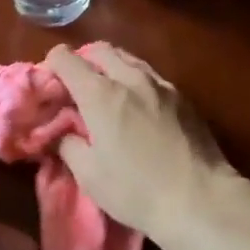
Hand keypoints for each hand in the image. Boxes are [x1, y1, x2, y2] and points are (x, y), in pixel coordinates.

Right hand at [44, 43, 237, 244]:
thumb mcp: (89, 175)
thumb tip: (61, 132)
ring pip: (129, 59)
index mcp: (101, 94)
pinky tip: (138, 105)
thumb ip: (68, 145)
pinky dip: (135, 80)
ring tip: (108, 92)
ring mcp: (161, 84)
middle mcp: (131, 78)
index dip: (52, 64)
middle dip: (83, 61)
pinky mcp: (183, 97)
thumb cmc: (136, 190)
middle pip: (100, 50)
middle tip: (77, 86)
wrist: (200, 199)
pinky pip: (151, 76)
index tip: (49, 82)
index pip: (67, 59)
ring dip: (111, 67)